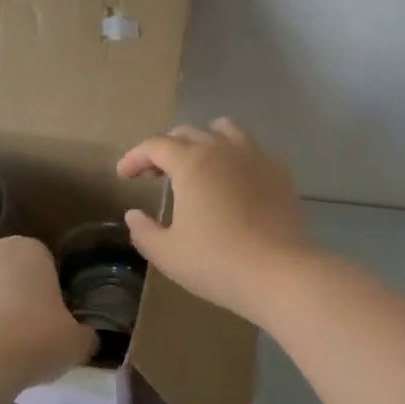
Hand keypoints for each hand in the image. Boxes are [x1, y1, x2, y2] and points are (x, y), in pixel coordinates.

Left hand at [0, 237, 94, 393]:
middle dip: (20, 301)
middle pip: (12, 276)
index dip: (54, 293)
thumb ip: (84, 335)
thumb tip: (84, 337)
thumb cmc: (32, 340)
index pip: (47, 263)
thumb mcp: (76, 343)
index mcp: (29, 249)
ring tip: (5, 356)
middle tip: (33, 337)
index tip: (57, 321)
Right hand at [117, 118, 315, 322]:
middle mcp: (222, 149)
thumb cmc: (216, 262)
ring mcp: (255, 156)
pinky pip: (252, 148)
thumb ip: (144, 231)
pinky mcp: (280, 171)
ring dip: (203, 141)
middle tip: (154, 175)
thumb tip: (134, 214)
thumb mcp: (167, 253)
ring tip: (196, 165)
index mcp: (191, 163)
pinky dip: (234, 154)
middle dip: (165, 150)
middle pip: (188, 133)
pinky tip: (233, 179)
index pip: (155, 146)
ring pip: (224, 131)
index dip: (135, 157)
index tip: (124, 175)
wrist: (279, 273)